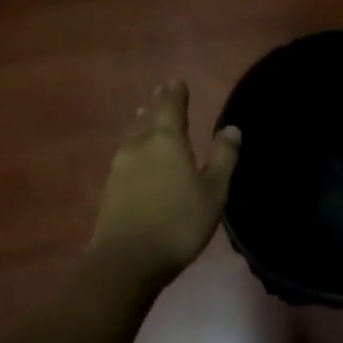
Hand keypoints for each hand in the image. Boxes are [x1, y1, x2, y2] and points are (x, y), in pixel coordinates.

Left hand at [87, 82, 240, 287]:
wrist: (126, 260)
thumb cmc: (178, 222)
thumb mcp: (213, 191)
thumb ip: (223, 157)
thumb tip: (231, 128)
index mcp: (166, 140)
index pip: (171, 107)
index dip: (175, 94)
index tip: (176, 81)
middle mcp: (139, 146)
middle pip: (148, 118)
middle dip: (157, 106)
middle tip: (161, 93)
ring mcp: (120, 167)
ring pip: (133, 137)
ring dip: (142, 125)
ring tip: (145, 117)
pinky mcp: (110, 189)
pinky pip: (126, 157)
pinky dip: (135, 148)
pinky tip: (137, 157)